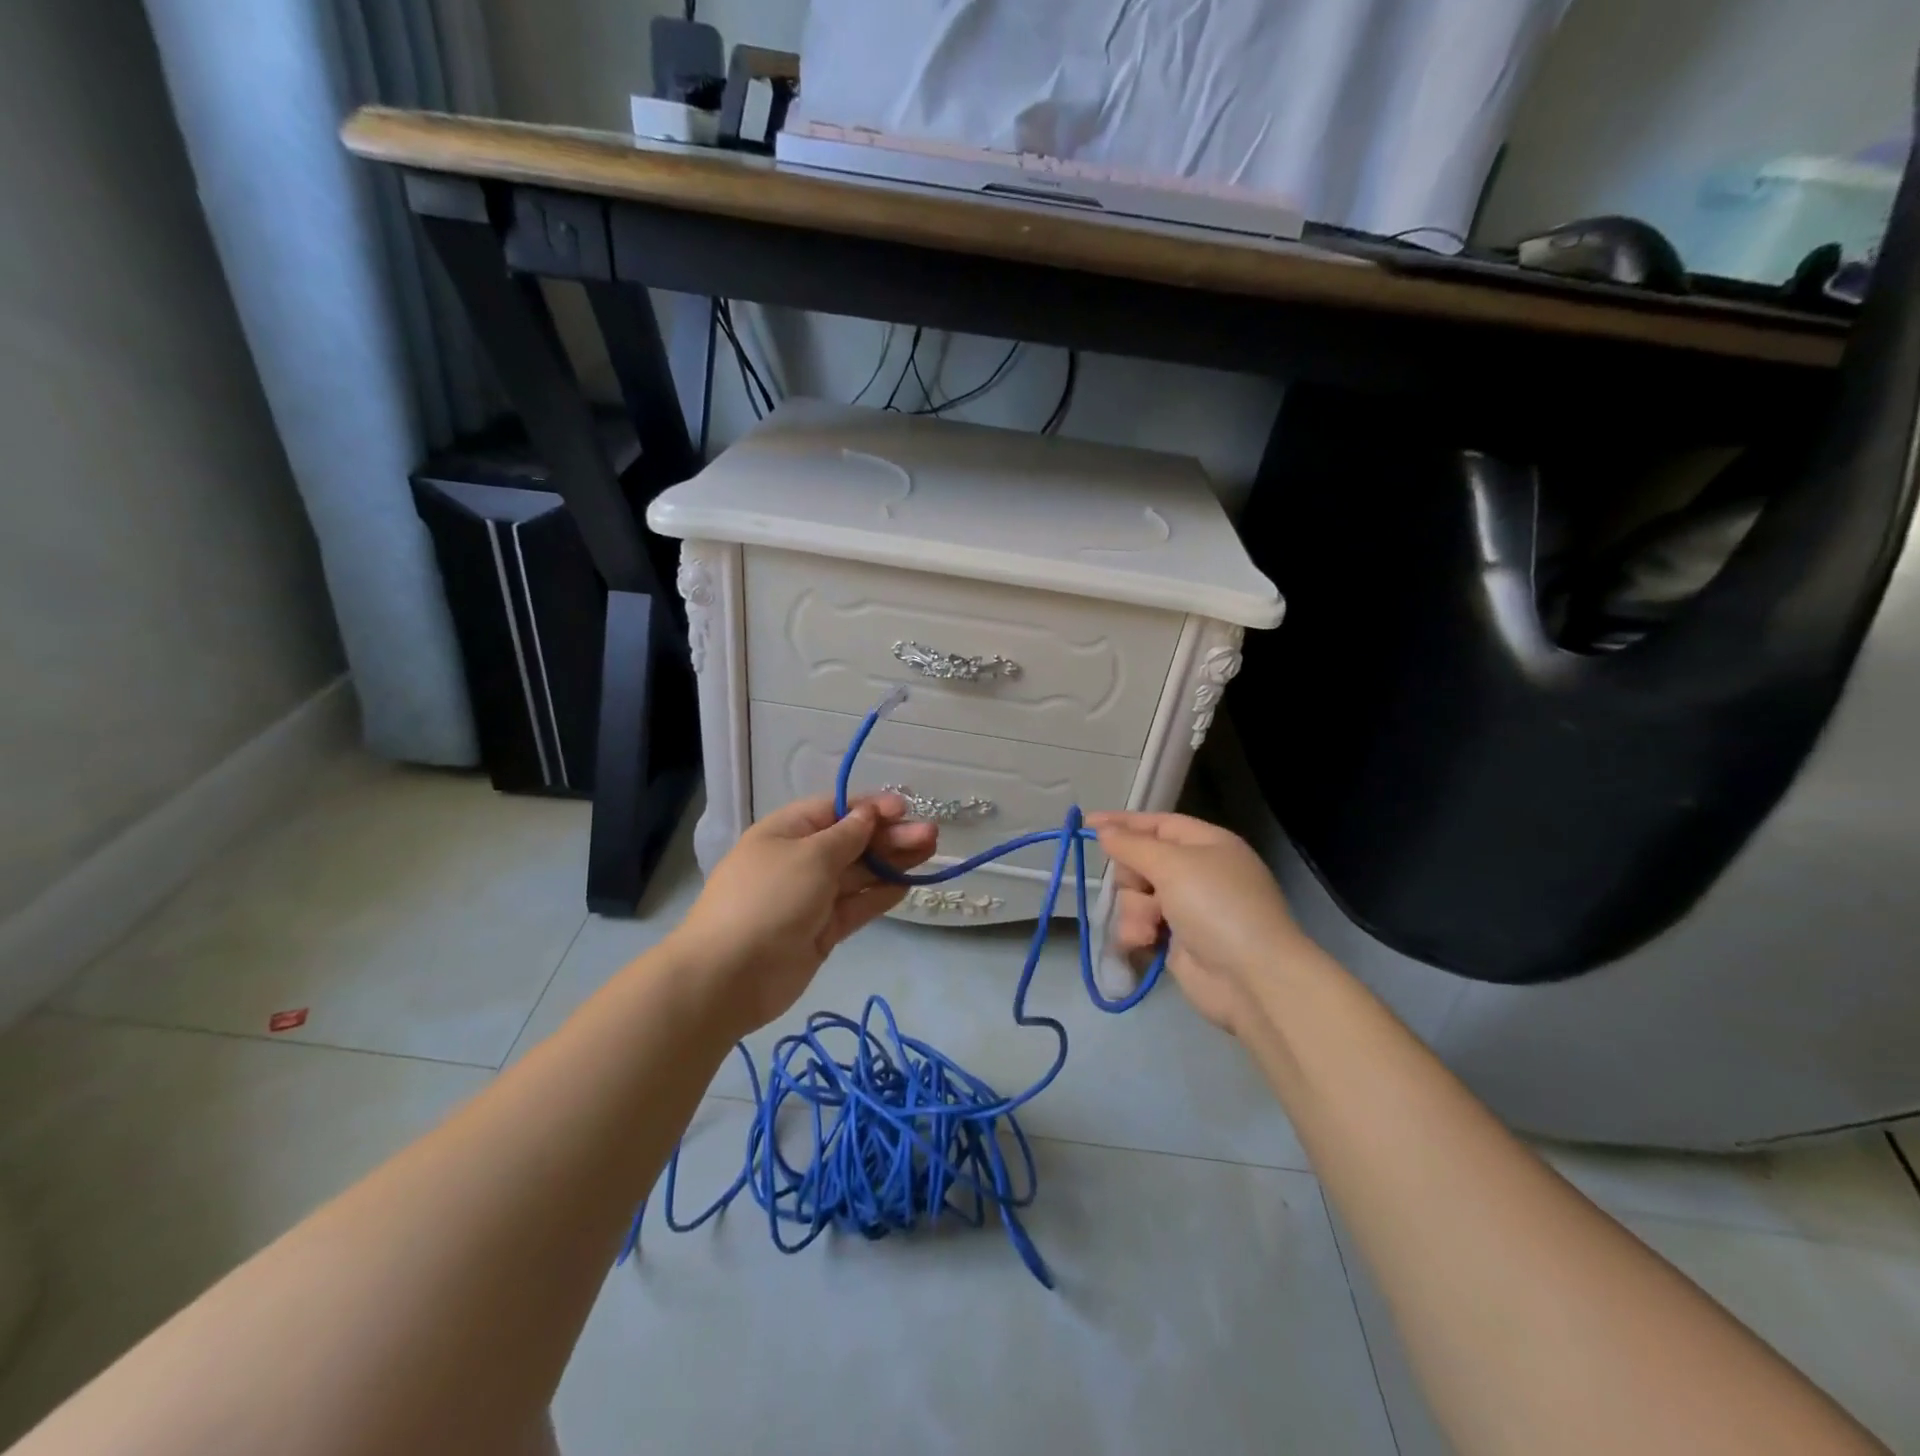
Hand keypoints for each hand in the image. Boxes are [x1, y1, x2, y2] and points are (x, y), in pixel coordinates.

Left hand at [670, 794, 936, 1038]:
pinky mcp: (821, 930)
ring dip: (892, 862)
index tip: (906, 809)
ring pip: (859, 874)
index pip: (836, 810)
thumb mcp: (810, 856)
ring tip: (930, 852)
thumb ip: (847, 836)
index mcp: (788, 831)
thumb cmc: (769, 899)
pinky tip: (907, 885)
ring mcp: (811, 897)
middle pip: (853, 842)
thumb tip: (869, 814)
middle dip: (890, 836)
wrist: (728, 976)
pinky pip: (856, 906)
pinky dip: (880, 894)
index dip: (871, 808)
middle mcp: (800, 860)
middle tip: (931, 835)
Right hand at [1088, 812, 1307, 1035]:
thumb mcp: (1172, 865)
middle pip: (1141, 862)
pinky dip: (1139, 934)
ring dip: (1135, 912)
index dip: (1122, 823)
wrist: (1252, 979)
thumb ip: (1132, 845)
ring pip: (1136, 898)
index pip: (1156, 824)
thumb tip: (1104, 831)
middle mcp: (1197, 873)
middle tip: (1140, 889)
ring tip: (1149, 930)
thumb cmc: (1216, 907)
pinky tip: (1147, 945)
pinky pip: (1141, 927)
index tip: (1085, 825)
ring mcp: (1187, 909)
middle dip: (1132, 878)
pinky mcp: (1177, 942)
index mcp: (1206, 844)